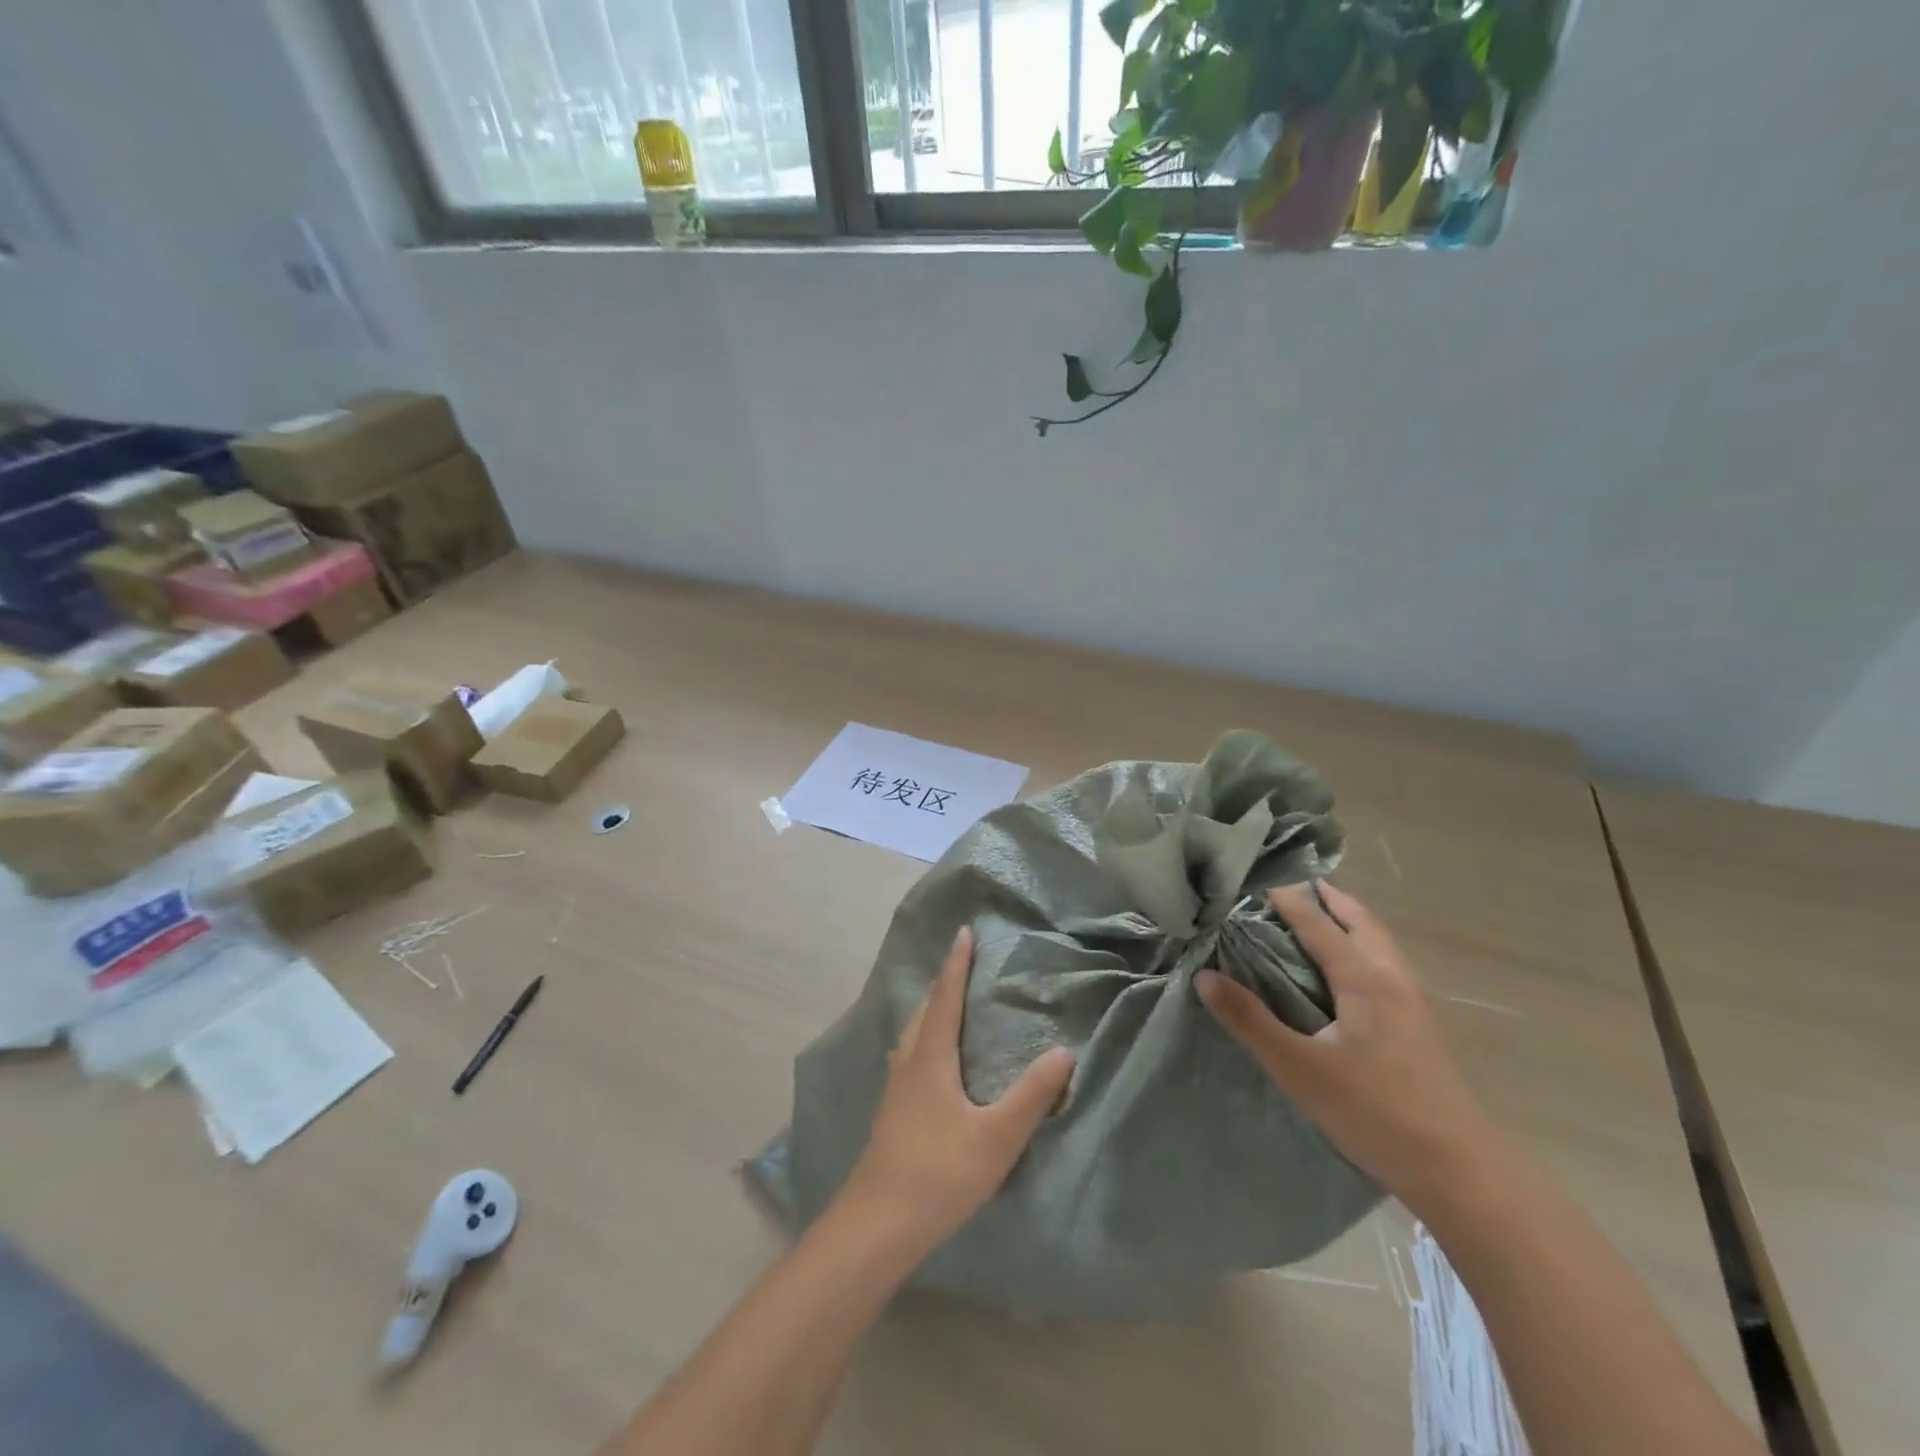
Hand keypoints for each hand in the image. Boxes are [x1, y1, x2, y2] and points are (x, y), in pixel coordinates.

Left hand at [838, 928, 1076, 1251]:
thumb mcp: (996, 1137)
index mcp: (931, 1057)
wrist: (878, 1224)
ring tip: (947, 1003)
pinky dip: (923, 1037)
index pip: (946, 997)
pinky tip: (929, 1060)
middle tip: (961, 963)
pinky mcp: (891, 1112)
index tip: (964, 932)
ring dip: (930, 1009)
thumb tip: (1063, 1051)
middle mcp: (909, 1062)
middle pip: (925, 1009)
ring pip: (912, 1032)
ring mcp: (895, 1087)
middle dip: (943, 981)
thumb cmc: (940, 1173)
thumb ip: (1031, 1096)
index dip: (957, 964)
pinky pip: (909, 1054)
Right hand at [1197, 882, 1502, 1218]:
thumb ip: (1250, 1021)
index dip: (1290, 901)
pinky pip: (1391, 969)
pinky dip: (1368, 950)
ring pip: (1384, 946)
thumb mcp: (1298, 1068)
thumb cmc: (1375, 1112)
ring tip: (1329, 918)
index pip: (1320, 925)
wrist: (1463, 1173)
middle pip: (1364, 924)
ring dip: (1355, 923)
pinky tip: (1357, 976)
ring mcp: (1417, 1007)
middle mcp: (1394, 981)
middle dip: (1334, 901)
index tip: (1261, 881)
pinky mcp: (1425, 1032)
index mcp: (1365, 980)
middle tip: (1304, 885)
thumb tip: (1204, 977)